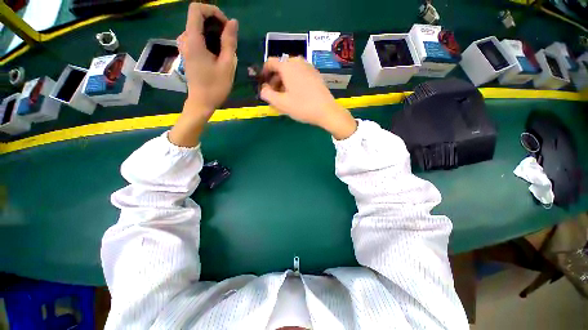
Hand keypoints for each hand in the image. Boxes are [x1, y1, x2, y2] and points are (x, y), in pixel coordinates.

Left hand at [177, 3, 237, 111]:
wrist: (202, 102)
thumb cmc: (215, 86)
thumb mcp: (227, 65)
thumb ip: (229, 41)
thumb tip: (233, 22)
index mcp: (193, 40)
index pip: (197, 9)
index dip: (213, 11)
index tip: (226, 26)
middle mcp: (185, 39)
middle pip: (198, 17)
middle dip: (215, 23)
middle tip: (229, 40)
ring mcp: (184, 45)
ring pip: (198, 27)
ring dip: (213, 32)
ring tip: (225, 49)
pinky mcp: (187, 52)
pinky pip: (197, 37)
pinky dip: (208, 39)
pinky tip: (217, 53)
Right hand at [260, 57, 356, 139]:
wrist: (326, 111)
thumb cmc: (302, 106)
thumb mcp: (281, 103)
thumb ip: (267, 94)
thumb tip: (263, 89)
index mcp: (287, 66)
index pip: (270, 63)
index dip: (264, 73)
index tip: (264, 85)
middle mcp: (298, 62)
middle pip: (280, 67)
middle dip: (275, 81)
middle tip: (274, 96)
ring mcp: (308, 67)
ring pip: (290, 72)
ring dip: (284, 82)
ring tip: (285, 97)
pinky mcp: (315, 74)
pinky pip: (300, 75)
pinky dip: (294, 82)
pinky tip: (296, 95)